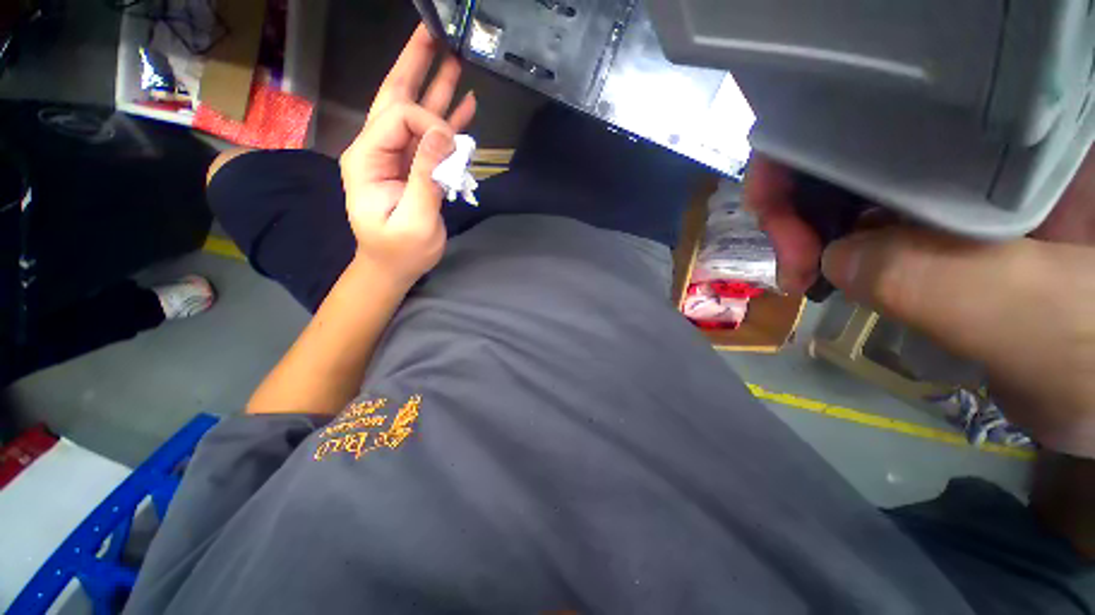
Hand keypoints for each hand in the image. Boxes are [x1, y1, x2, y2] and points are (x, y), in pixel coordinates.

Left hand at [339, 24, 476, 286]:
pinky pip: (430, 138)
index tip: (454, 146)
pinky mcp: (413, 167)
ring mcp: (396, 158)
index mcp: (368, 159)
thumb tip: (444, 136)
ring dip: (434, 87)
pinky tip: (463, 104)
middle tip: (433, 33)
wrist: (393, 267)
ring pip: (415, 114)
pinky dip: (446, 120)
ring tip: (453, 58)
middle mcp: (378, 150)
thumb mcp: (415, 220)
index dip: (430, 122)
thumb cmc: (400, 252)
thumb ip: (426, 178)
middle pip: (395, 98)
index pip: (399, 117)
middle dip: (414, 65)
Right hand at [744, 152, 1094, 457]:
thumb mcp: (1033, 315)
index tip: (780, 214)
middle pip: (854, 146)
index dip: (811, 149)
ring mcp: (953, 189)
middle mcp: (976, 148)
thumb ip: (937, 280)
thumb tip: (834, 260)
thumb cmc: (1092, 354)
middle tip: (790, 260)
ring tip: (801, 273)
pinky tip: (824, 271)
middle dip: (799, 199)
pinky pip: (864, 219)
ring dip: (810, 226)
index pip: (887, 106)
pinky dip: (831, 244)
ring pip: (850, 185)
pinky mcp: (937, 227)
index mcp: (1014, 132)